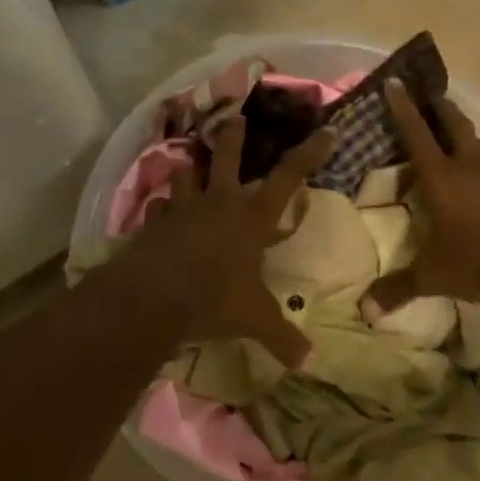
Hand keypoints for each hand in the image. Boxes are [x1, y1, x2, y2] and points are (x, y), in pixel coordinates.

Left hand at [120, 117, 335, 366]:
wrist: (154, 298)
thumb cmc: (214, 300)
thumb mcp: (255, 320)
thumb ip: (282, 337)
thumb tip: (308, 362)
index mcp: (251, 218)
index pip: (289, 177)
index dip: (309, 154)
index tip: (326, 131)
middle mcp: (219, 203)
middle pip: (227, 157)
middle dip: (233, 136)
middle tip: (234, 117)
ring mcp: (183, 209)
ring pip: (186, 174)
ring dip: (190, 169)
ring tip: (190, 165)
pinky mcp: (154, 223)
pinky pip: (159, 208)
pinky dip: (162, 209)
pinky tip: (161, 214)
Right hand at [364, 79, 479, 312]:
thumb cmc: (479, 262)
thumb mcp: (434, 277)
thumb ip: (399, 290)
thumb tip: (365, 312)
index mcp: (443, 178)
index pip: (416, 134)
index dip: (403, 108)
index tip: (395, 83)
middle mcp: (474, 166)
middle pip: (455, 125)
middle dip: (441, 109)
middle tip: (433, 96)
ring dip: (472, 141)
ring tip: (465, 145)